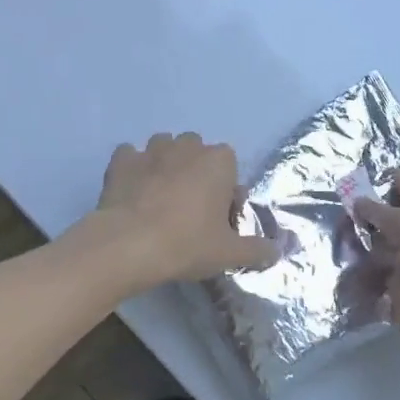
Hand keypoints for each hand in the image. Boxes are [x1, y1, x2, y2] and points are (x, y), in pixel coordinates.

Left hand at [91, 133, 279, 288]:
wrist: (128, 245)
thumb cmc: (187, 244)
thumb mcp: (230, 253)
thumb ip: (258, 250)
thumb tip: (278, 250)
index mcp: (218, 161)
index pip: (230, 167)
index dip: (225, 191)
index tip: (218, 219)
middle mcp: (187, 146)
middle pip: (197, 152)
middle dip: (196, 172)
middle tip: (190, 209)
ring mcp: (151, 150)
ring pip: (164, 148)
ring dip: (166, 166)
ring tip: (160, 199)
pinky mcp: (121, 160)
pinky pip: (131, 157)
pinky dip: (133, 169)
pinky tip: (132, 192)